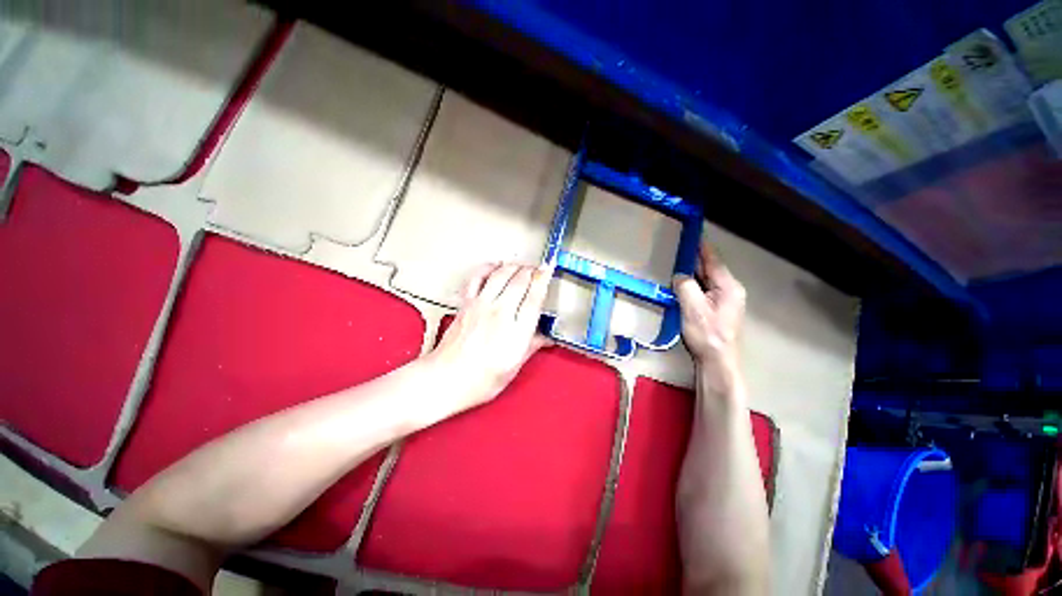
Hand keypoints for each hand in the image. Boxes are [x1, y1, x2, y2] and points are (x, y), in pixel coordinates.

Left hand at [422, 263, 552, 414]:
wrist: (445, 379)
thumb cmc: (480, 380)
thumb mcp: (514, 367)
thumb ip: (532, 346)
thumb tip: (547, 336)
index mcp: (516, 332)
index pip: (535, 297)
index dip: (544, 279)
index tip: (549, 268)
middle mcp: (500, 313)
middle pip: (520, 280)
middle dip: (531, 270)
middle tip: (538, 270)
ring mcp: (481, 305)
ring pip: (501, 274)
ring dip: (514, 266)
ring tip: (521, 267)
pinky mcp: (467, 303)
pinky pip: (478, 277)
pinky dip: (488, 267)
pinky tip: (495, 266)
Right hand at [674, 243, 745, 389]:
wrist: (718, 361)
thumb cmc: (707, 334)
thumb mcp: (692, 308)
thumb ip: (685, 286)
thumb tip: (680, 275)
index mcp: (728, 287)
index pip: (713, 260)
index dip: (701, 247)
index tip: (692, 233)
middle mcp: (730, 290)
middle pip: (711, 269)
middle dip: (696, 259)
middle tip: (680, 248)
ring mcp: (726, 301)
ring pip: (707, 280)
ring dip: (694, 272)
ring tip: (679, 263)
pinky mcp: (719, 310)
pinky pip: (705, 290)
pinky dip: (694, 284)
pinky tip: (683, 284)